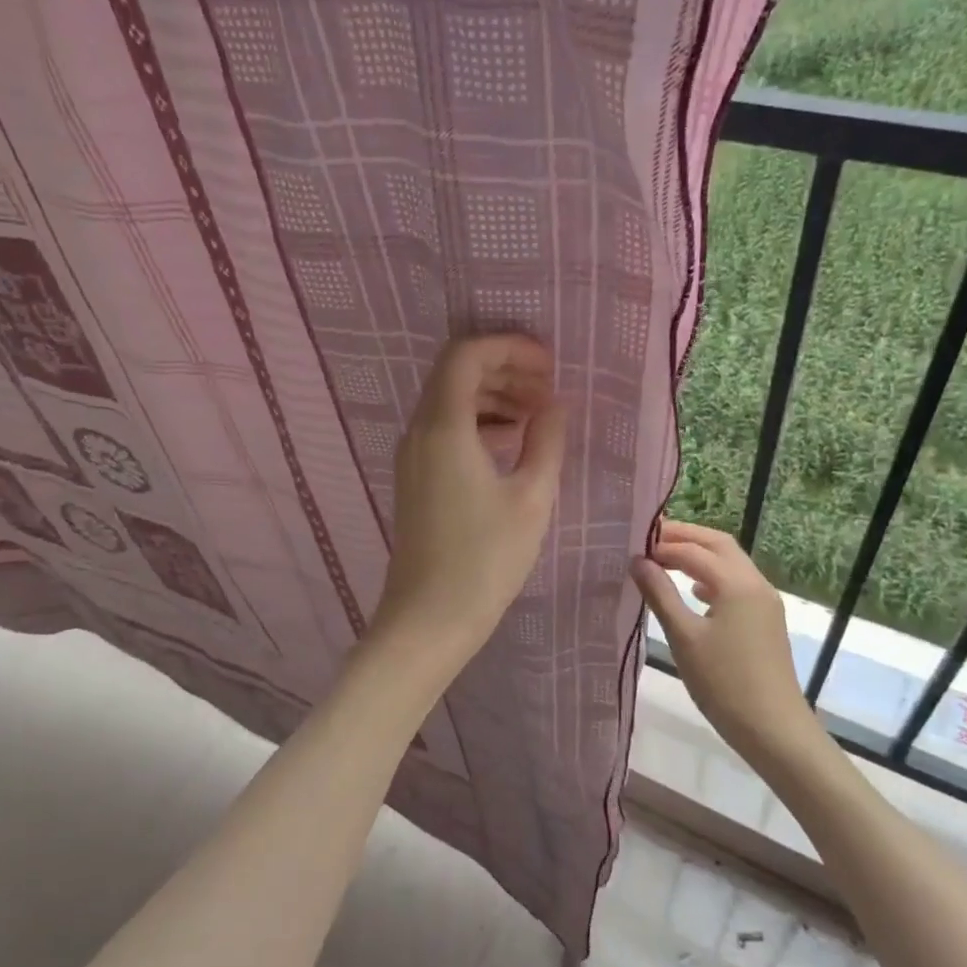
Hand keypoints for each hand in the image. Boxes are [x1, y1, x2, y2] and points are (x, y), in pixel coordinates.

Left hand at [373, 335, 566, 662]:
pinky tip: (513, 443)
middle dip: (504, 369)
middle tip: (548, 388)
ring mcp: (412, 455)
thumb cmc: (486, 559)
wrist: (430, 618)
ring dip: (493, 396)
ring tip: (537, 415)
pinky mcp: (415, 477)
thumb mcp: (531, 497)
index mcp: (444, 428)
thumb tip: (554, 405)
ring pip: (450, 401)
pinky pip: (445, 429)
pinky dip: (479, 422)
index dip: (509, 347)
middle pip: (456, 373)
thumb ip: (546, 440)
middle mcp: (419, 432)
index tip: (548, 365)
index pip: (466, 355)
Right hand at [632, 519, 822, 773]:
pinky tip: (694, 591)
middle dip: (684, 537)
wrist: (774, 730)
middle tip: (648, 540)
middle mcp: (755, 583)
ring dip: (698, 555)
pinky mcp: (765, 619)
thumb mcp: (684, 637)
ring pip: (729, 562)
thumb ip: (660, 594)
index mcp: (737, 583)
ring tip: (663, 560)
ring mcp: (764, 601)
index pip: (693, 551)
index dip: (661, 546)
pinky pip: (736, 583)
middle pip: (717, 544)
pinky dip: (712, 576)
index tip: (630, 548)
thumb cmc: (724, 683)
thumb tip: (637, 561)